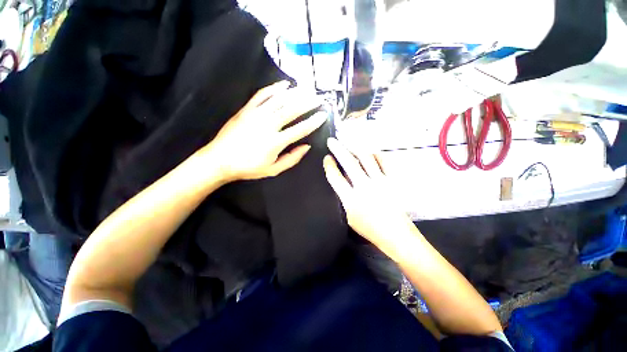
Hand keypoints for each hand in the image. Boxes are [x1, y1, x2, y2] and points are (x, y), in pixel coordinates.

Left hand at [204, 81, 326, 181]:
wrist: (219, 160)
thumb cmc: (248, 168)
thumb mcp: (273, 170)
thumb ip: (292, 159)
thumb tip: (307, 147)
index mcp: (276, 142)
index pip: (300, 129)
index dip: (314, 122)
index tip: (323, 115)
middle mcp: (268, 125)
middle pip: (292, 110)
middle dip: (308, 102)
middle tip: (319, 97)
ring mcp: (256, 114)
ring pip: (279, 99)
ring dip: (295, 93)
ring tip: (307, 89)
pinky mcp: (246, 109)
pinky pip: (262, 95)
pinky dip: (274, 88)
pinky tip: (285, 85)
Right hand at [323, 138, 418, 257]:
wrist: (396, 235)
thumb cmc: (370, 229)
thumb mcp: (350, 217)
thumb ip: (344, 198)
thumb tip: (342, 180)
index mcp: (351, 199)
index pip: (335, 177)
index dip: (329, 166)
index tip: (326, 158)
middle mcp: (364, 187)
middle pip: (348, 162)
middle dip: (338, 149)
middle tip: (332, 141)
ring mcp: (380, 182)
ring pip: (366, 158)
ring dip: (355, 147)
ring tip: (348, 141)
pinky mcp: (393, 180)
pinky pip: (383, 161)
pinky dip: (375, 154)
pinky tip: (369, 151)